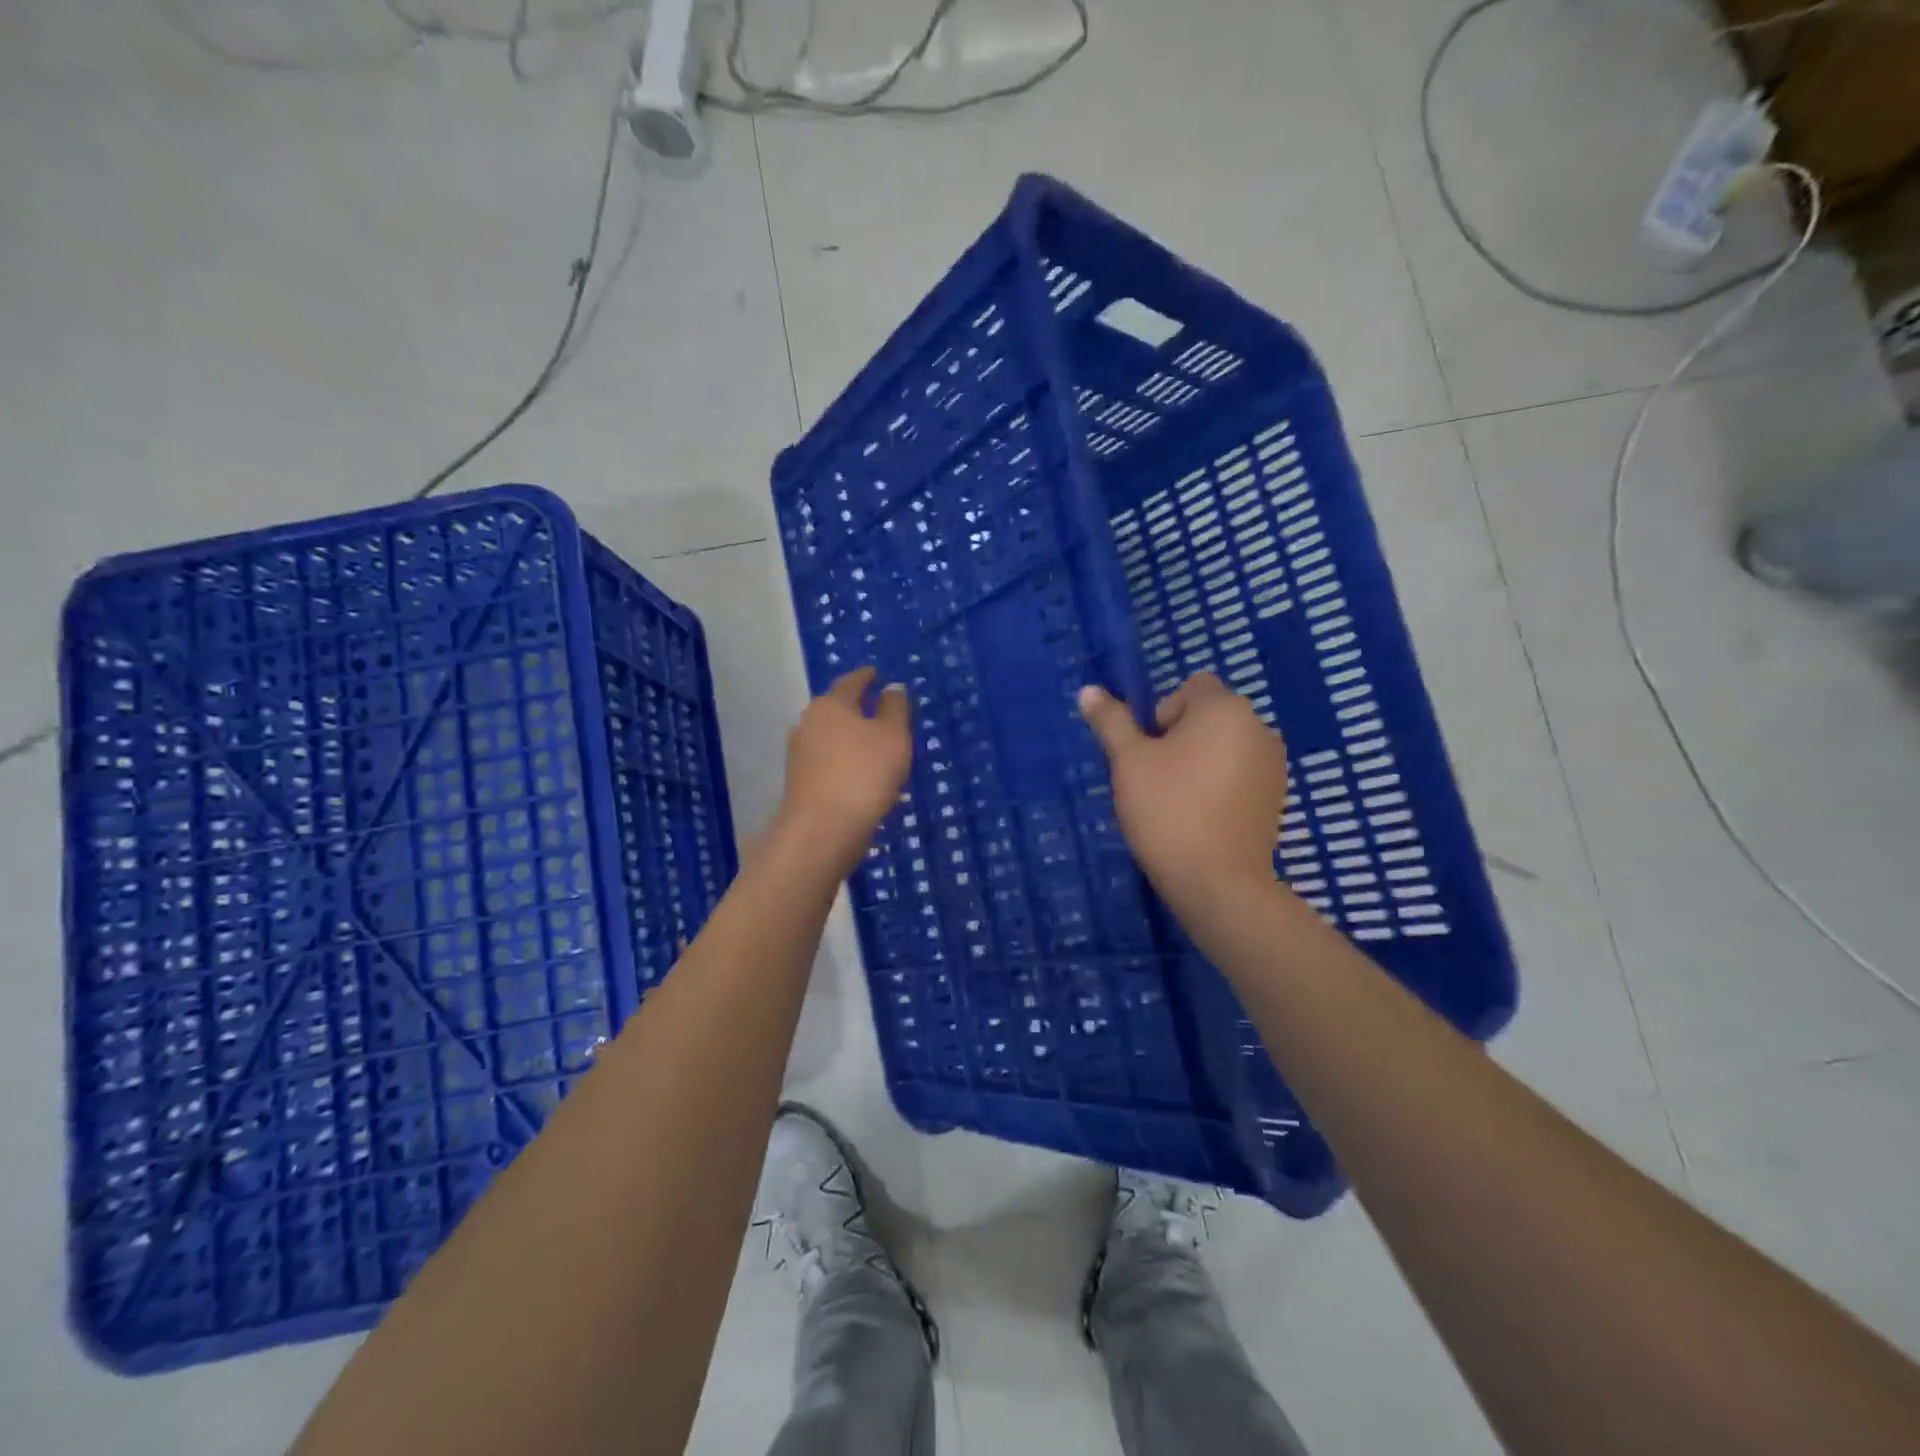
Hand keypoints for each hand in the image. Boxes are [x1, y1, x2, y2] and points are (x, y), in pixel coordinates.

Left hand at [775, 667, 912, 873]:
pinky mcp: (799, 782)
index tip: (877, 673)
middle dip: (857, 708)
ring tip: (874, 744)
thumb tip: (892, 687)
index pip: (851, 681)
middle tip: (880, 709)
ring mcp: (799, 753)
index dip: (866, 676)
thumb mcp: (893, 736)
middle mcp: (808, 722)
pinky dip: (844, 761)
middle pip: (836, 708)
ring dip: (850, 737)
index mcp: (831, 704)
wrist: (823, 830)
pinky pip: (827, 761)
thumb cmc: (864, 774)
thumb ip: (895, 708)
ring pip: (830, 736)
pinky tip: (859, 772)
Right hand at [1079, 672, 1286, 915]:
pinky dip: (1220, 784)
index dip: (1163, 712)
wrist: (1217, 881)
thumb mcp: (1129, 761)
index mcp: (1225, 708)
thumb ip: (1112, 722)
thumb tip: (1088, 690)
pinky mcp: (1276, 796)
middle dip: (1180, 738)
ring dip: (1200, 760)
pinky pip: (1240, 773)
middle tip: (1157, 778)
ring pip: (1224, 746)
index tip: (1150, 751)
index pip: (1191, 687)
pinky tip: (1202, 816)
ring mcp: (1273, 764)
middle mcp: (1258, 727)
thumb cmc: (1167, 810)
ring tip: (1178, 800)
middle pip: (1209, 715)